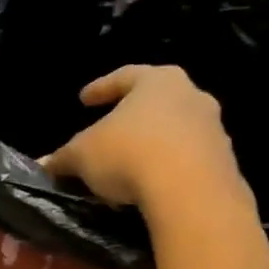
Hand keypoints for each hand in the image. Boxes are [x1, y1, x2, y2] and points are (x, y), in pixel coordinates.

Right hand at [40, 64, 250, 212]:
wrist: (191, 191)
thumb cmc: (130, 154)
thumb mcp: (83, 155)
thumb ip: (63, 157)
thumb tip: (44, 164)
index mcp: (157, 81)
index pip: (124, 77)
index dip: (101, 88)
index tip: (84, 99)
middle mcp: (191, 96)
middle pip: (156, 102)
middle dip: (133, 117)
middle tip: (112, 131)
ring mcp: (213, 129)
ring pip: (176, 131)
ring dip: (153, 145)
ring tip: (130, 167)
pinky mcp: (223, 162)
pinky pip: (188, 160)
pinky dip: (169, 169)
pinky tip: (151, 187)